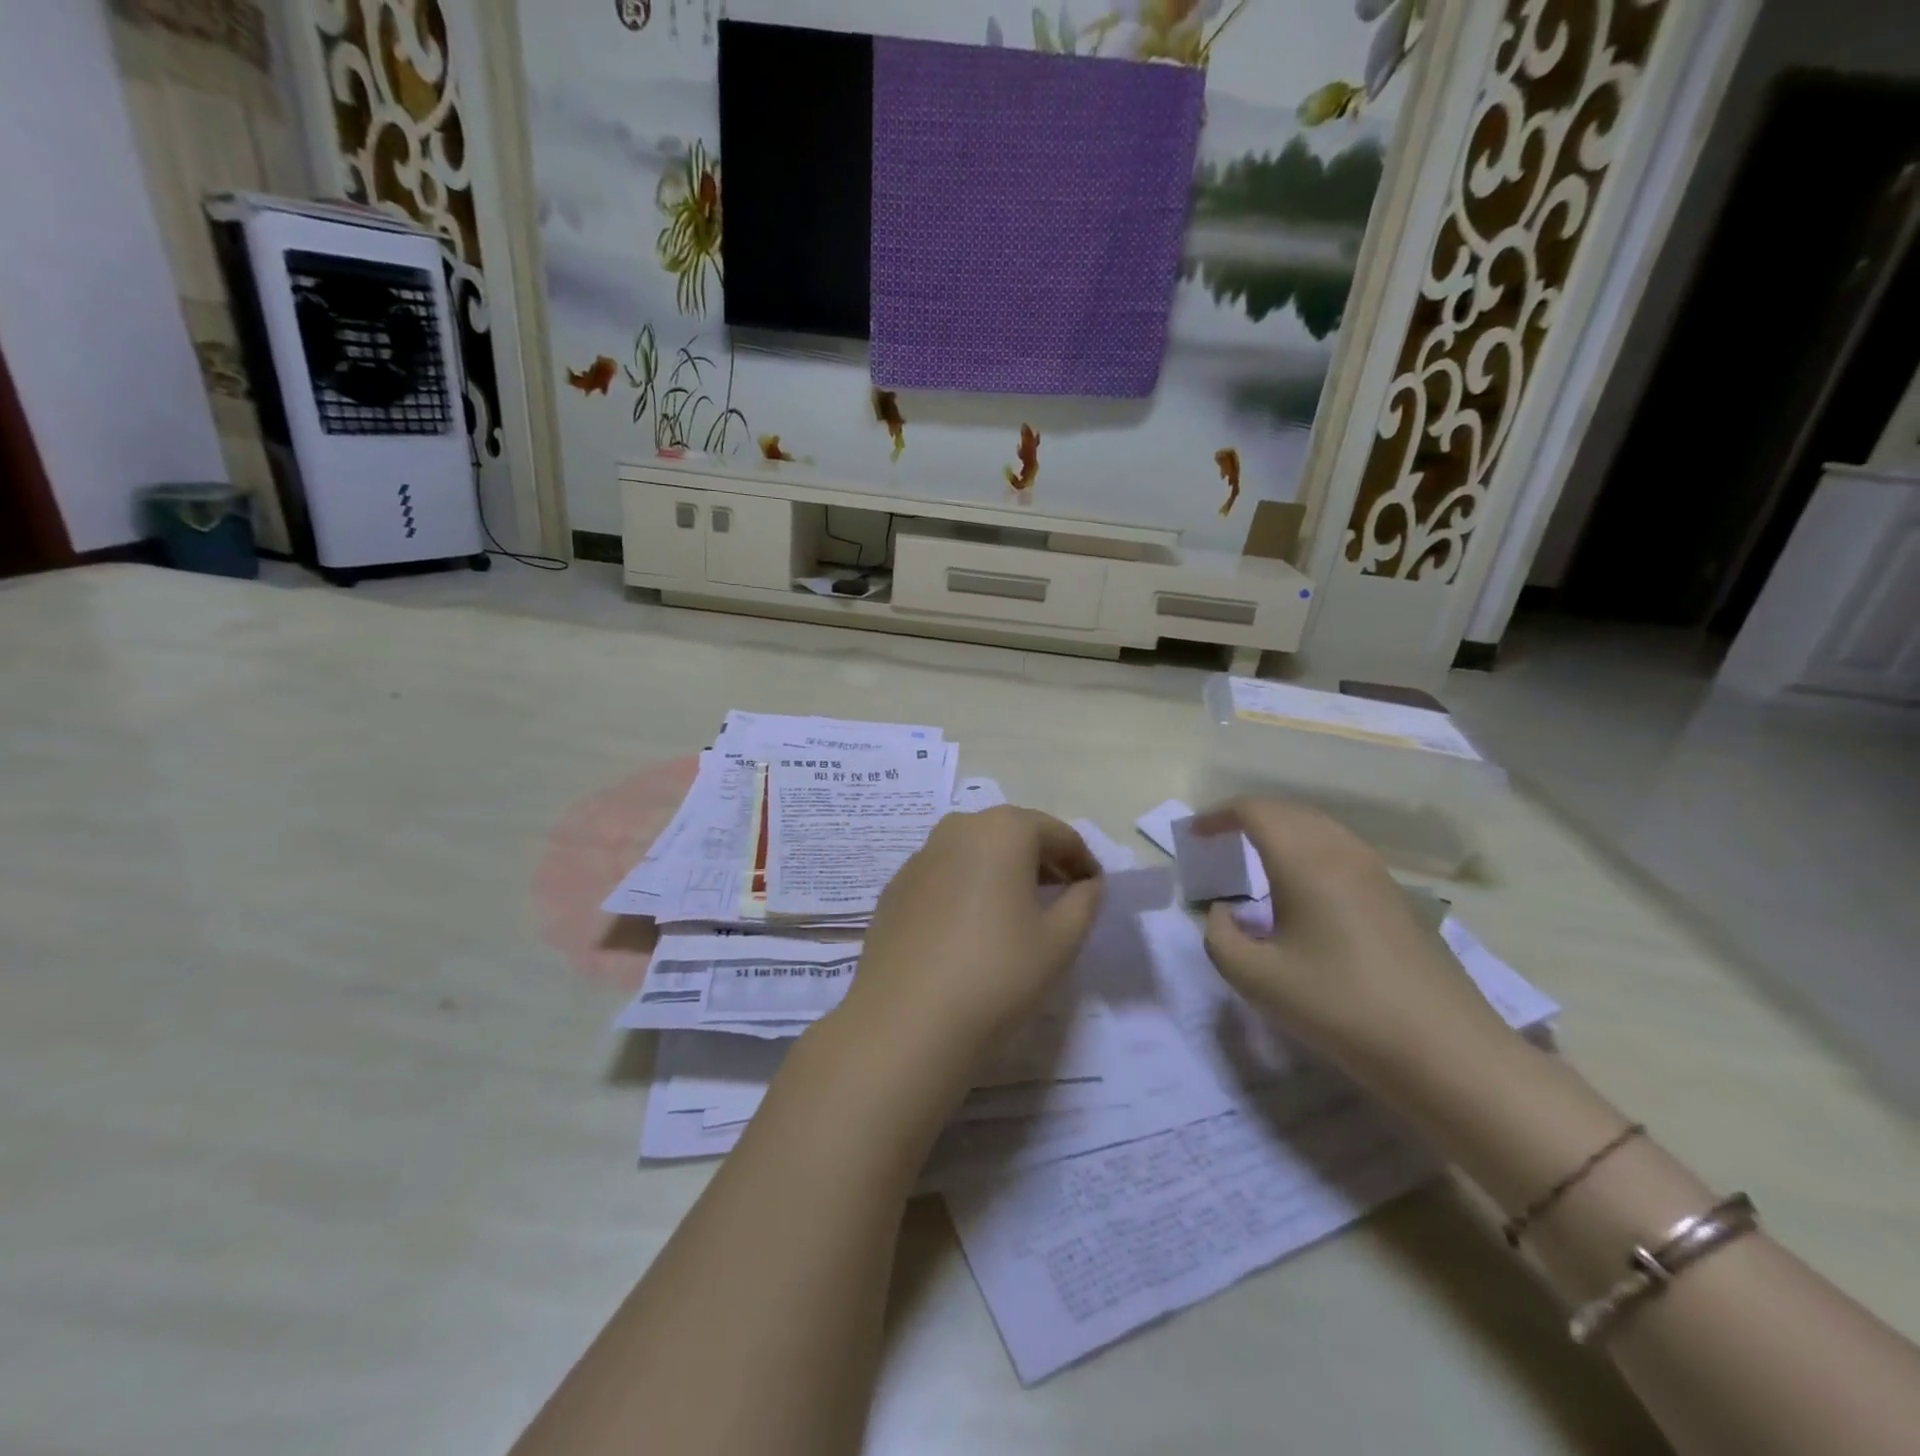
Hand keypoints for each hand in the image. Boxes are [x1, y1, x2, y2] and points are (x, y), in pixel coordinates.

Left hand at [839, 806, 1104, 1059]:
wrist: (906, 1021)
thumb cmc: (996, 973)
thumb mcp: (1060, 941)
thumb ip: (1084, 902)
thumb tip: (1088, 884)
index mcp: (1002, 830)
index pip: (1057, 834)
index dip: (1083, 861)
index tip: (1095, 891)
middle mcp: (957, 828)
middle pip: (1013, 834)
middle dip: (1042, 861)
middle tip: (1062, 898)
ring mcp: (920, 856)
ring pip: (976, 853)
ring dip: (1003, 873)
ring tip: (1019, 914)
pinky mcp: (895, 888)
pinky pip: (945, 875)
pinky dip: (968, 889)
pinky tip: (972, 930)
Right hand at [1196, 797, 1518, 1097]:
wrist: (1444, 1050)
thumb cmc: (1340, 1007)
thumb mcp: (1256, 979)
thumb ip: (1219, 937)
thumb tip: (1221, 911)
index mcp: (1305, 861)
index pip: (1256, 811)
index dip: (1218, 814)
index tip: (1195, 834)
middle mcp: (1342, 852)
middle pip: (1288, 811)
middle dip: (1247, 816)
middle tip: (1218, 840)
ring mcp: (1376, 872)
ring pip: (1318, 827)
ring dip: (1280, 830)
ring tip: (1254, 856)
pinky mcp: (1396, 895)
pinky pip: (1340, 848)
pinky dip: (1307, 848)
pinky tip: (1302, 886)